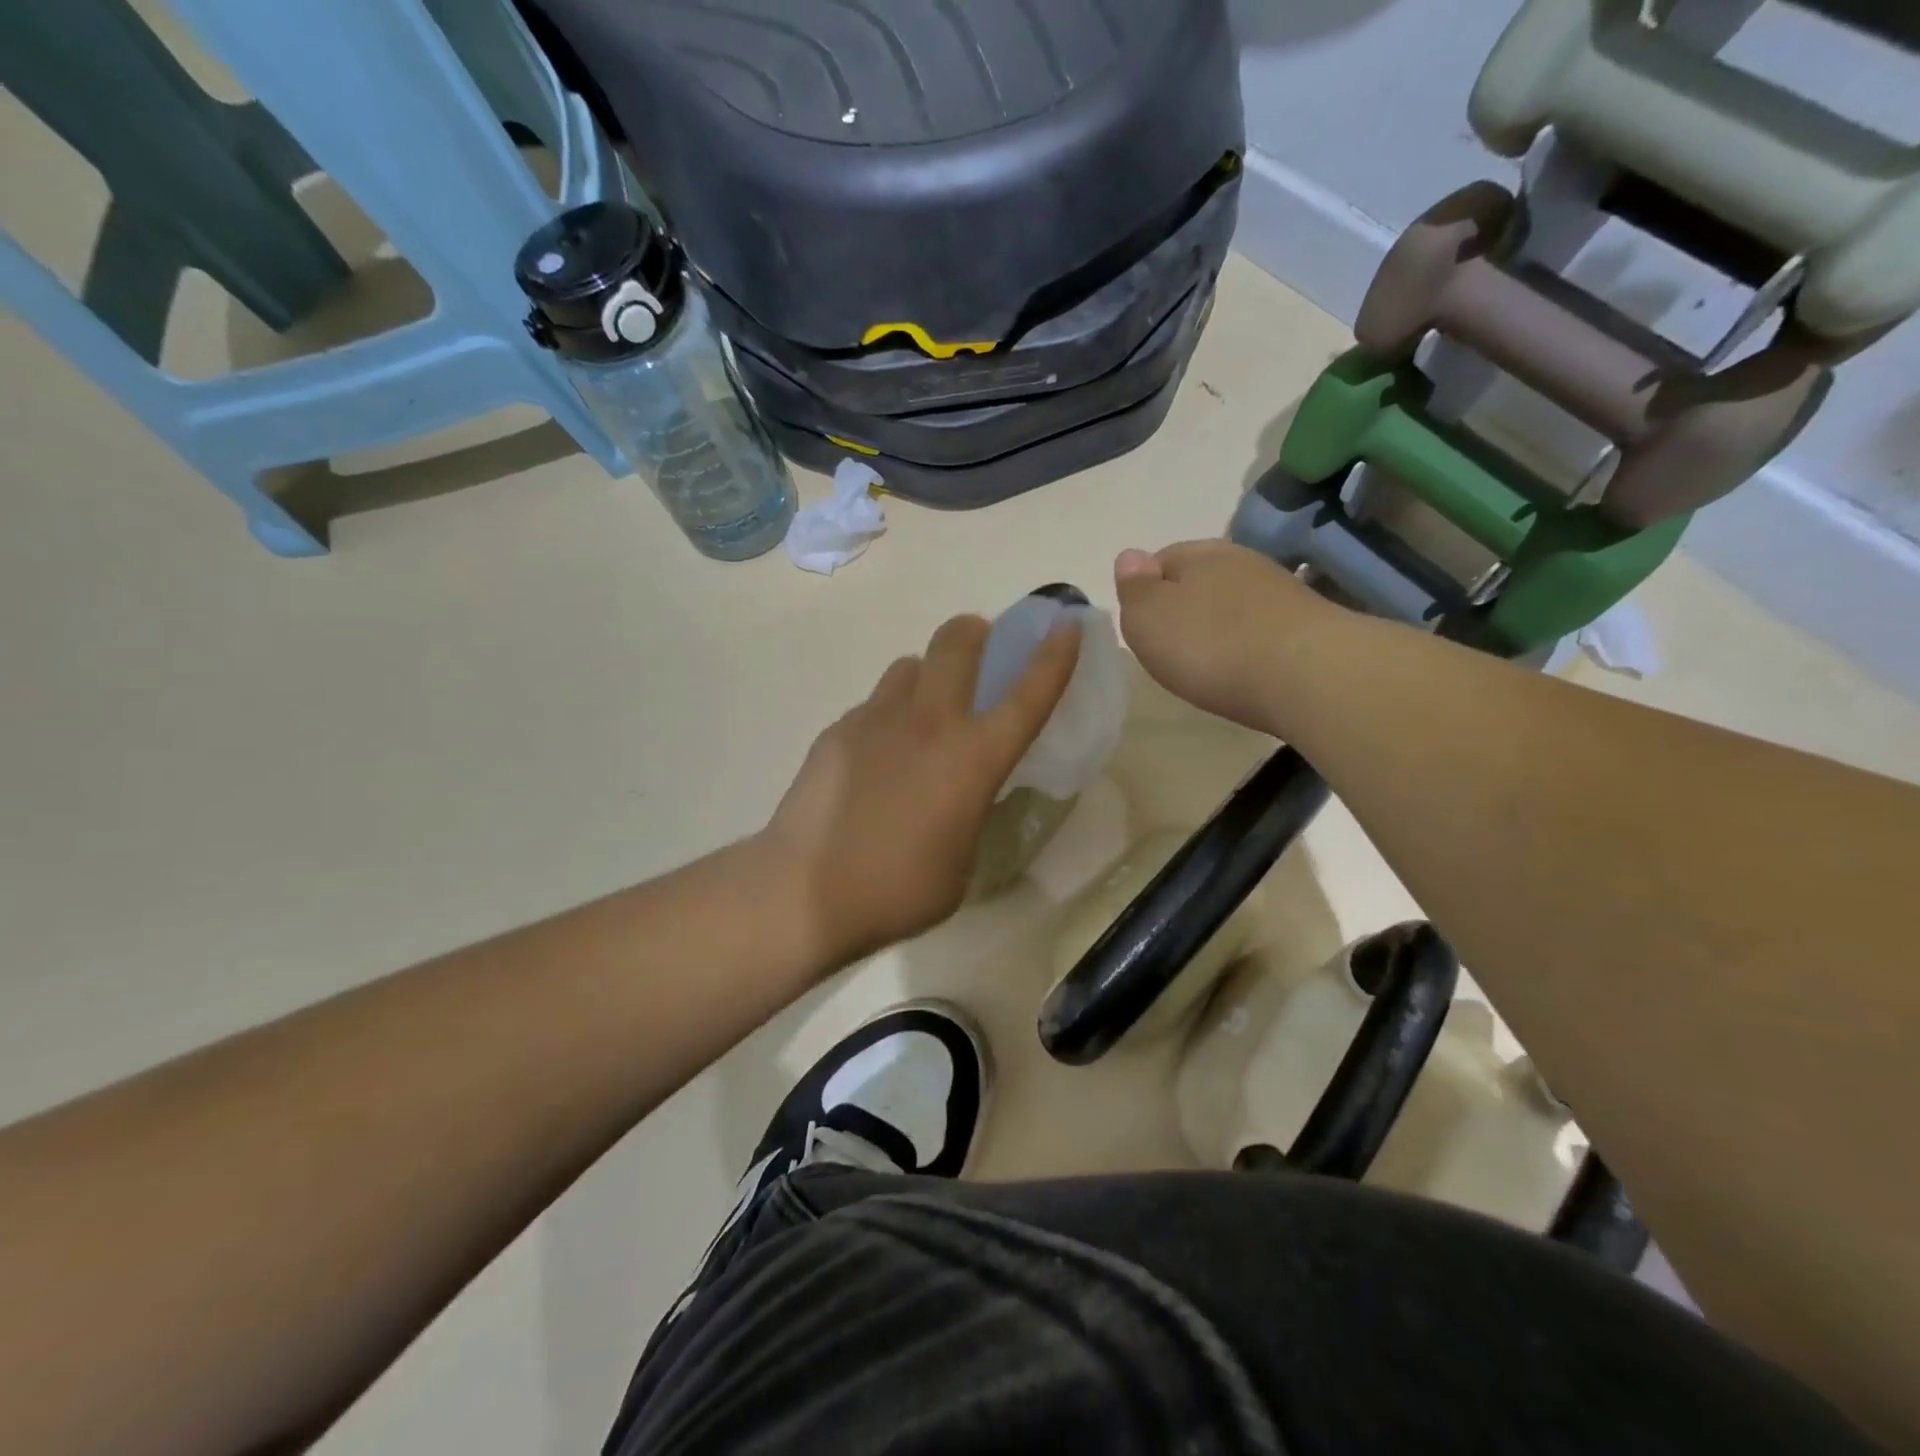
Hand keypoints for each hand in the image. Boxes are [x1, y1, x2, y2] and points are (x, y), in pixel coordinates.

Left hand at [762, 613, 1080, 968]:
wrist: (805, 891)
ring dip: (927, 675)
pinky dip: (887, 715)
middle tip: (980, 647)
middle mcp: (929, 723)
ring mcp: (877, 720)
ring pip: (910, 665)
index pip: (1027, 696)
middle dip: (976, 632)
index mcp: (972, 759)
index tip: (1065, 626)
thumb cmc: (898, 890)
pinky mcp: (837, 730)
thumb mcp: (962, 860)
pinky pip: (874, 704)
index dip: (1053, 657)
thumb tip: (960, 789)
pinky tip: (876, 756)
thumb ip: (970, 810)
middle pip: (957, 642)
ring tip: (921, 712)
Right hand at [1114, 540, 1335, 731]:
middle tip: (1171, 647)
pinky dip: (1249, 644)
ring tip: (1209, 662)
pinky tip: (1245, 669)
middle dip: (1185, 606)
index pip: (1161, 558)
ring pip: (1235, 602)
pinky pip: (1263, 628)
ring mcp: (1281, 591)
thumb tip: (1129, 556)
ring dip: (1220, 625)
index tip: (1142, 625)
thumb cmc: (1211, 646)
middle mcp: (1242, 561)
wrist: (1309, 676)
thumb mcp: (1148, 618)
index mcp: (1199, 554)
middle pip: (1201, 579)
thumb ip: (1134, 588)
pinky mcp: (1309, 625)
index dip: (1146, 590)